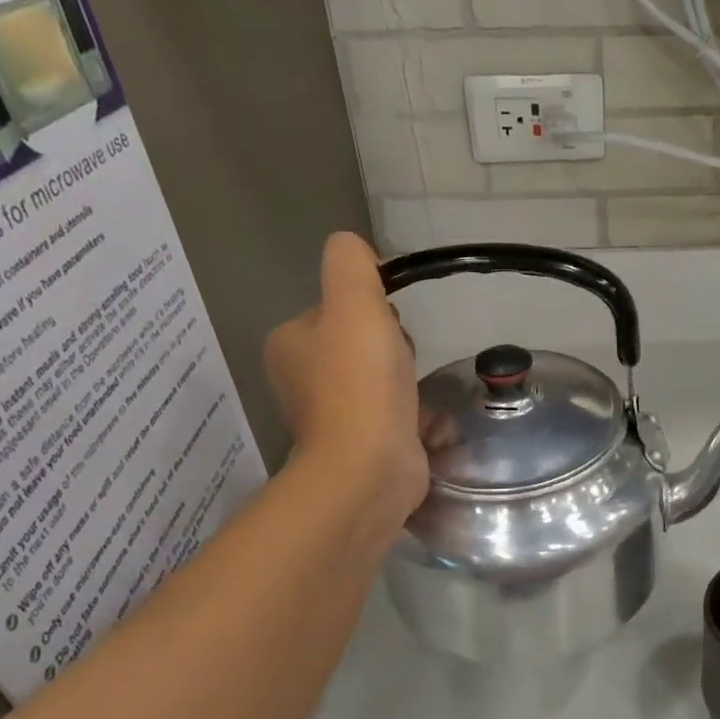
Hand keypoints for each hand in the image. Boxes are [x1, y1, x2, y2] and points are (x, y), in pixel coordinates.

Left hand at [266, 233, 427, 525]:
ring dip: (409, 384)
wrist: (369, 469)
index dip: (373, 312)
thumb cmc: (361, 383)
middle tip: (403, 365)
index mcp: (291, 343)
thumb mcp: (355, 304)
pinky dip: (416, 418)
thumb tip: (354, 249)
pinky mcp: (362, 447)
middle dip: (394, 350)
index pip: (338, 309)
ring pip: (382, 382)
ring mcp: (333, 417)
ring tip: (418, 398)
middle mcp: (303, 379)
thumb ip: (351, 265)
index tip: (391, 329)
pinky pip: (396, 417)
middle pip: (363, 345)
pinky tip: (428, 424)